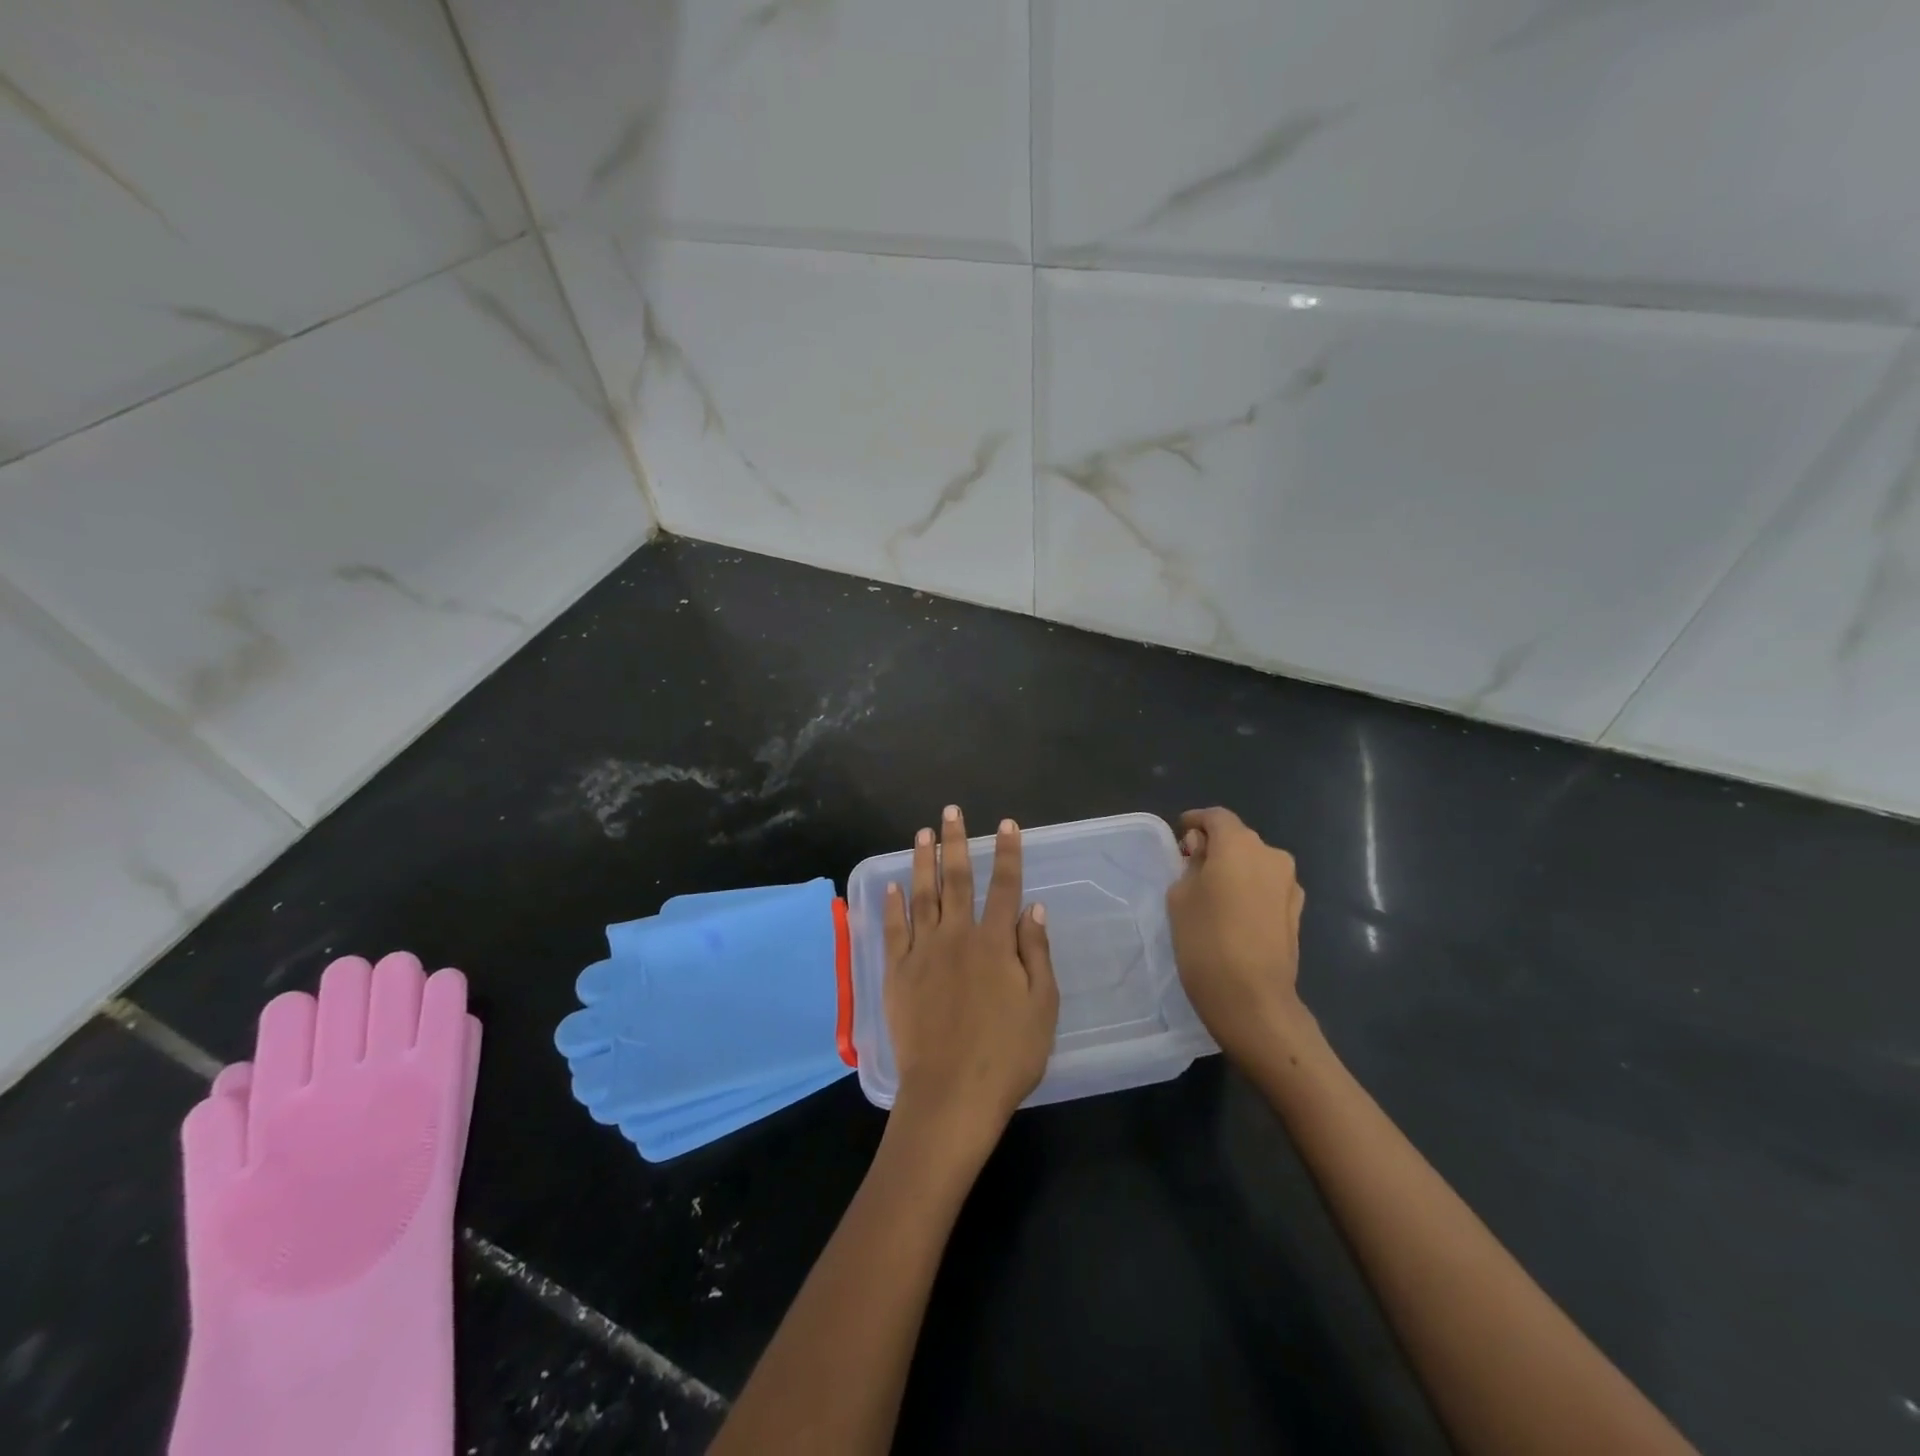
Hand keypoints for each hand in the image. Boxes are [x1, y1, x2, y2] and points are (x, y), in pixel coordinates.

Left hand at [883, 806, 1057, 1158]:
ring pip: (922, 895)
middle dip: (956, 843)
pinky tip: (893, 885)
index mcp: (995, 944)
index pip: (1004, 887)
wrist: (951, 1094)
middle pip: (957, 880)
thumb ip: (1036, 953)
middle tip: (951, 811)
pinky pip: (894, 930)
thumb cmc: (1007, 1055)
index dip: (1008, 854)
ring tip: (922, 832)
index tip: (1007, 825)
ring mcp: (922, 953)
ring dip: (922, 861)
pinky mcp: (897, 973)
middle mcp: (957, 937)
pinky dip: (893, 905)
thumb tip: (1033, 907)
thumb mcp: (1042, 1006)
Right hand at [1166, 807, 1310, 1061]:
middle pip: (1238, 839)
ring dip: (1235, 869)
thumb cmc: (1205, 940)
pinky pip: (1267, 886)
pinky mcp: (1297, 911)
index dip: (1196, 821)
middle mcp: (1271, 855)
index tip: (1180, 834)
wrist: (1252, 998)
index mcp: (1239, 844)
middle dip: (1215, 847)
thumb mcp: (1180, 895)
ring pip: (1255, 863)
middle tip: (1191, 868)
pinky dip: (1250, 889)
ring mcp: (1289, 884)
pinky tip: (1234, 914)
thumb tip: (1204, 854)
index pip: (1216, 817)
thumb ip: (1191, 865)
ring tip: (1212, 894)